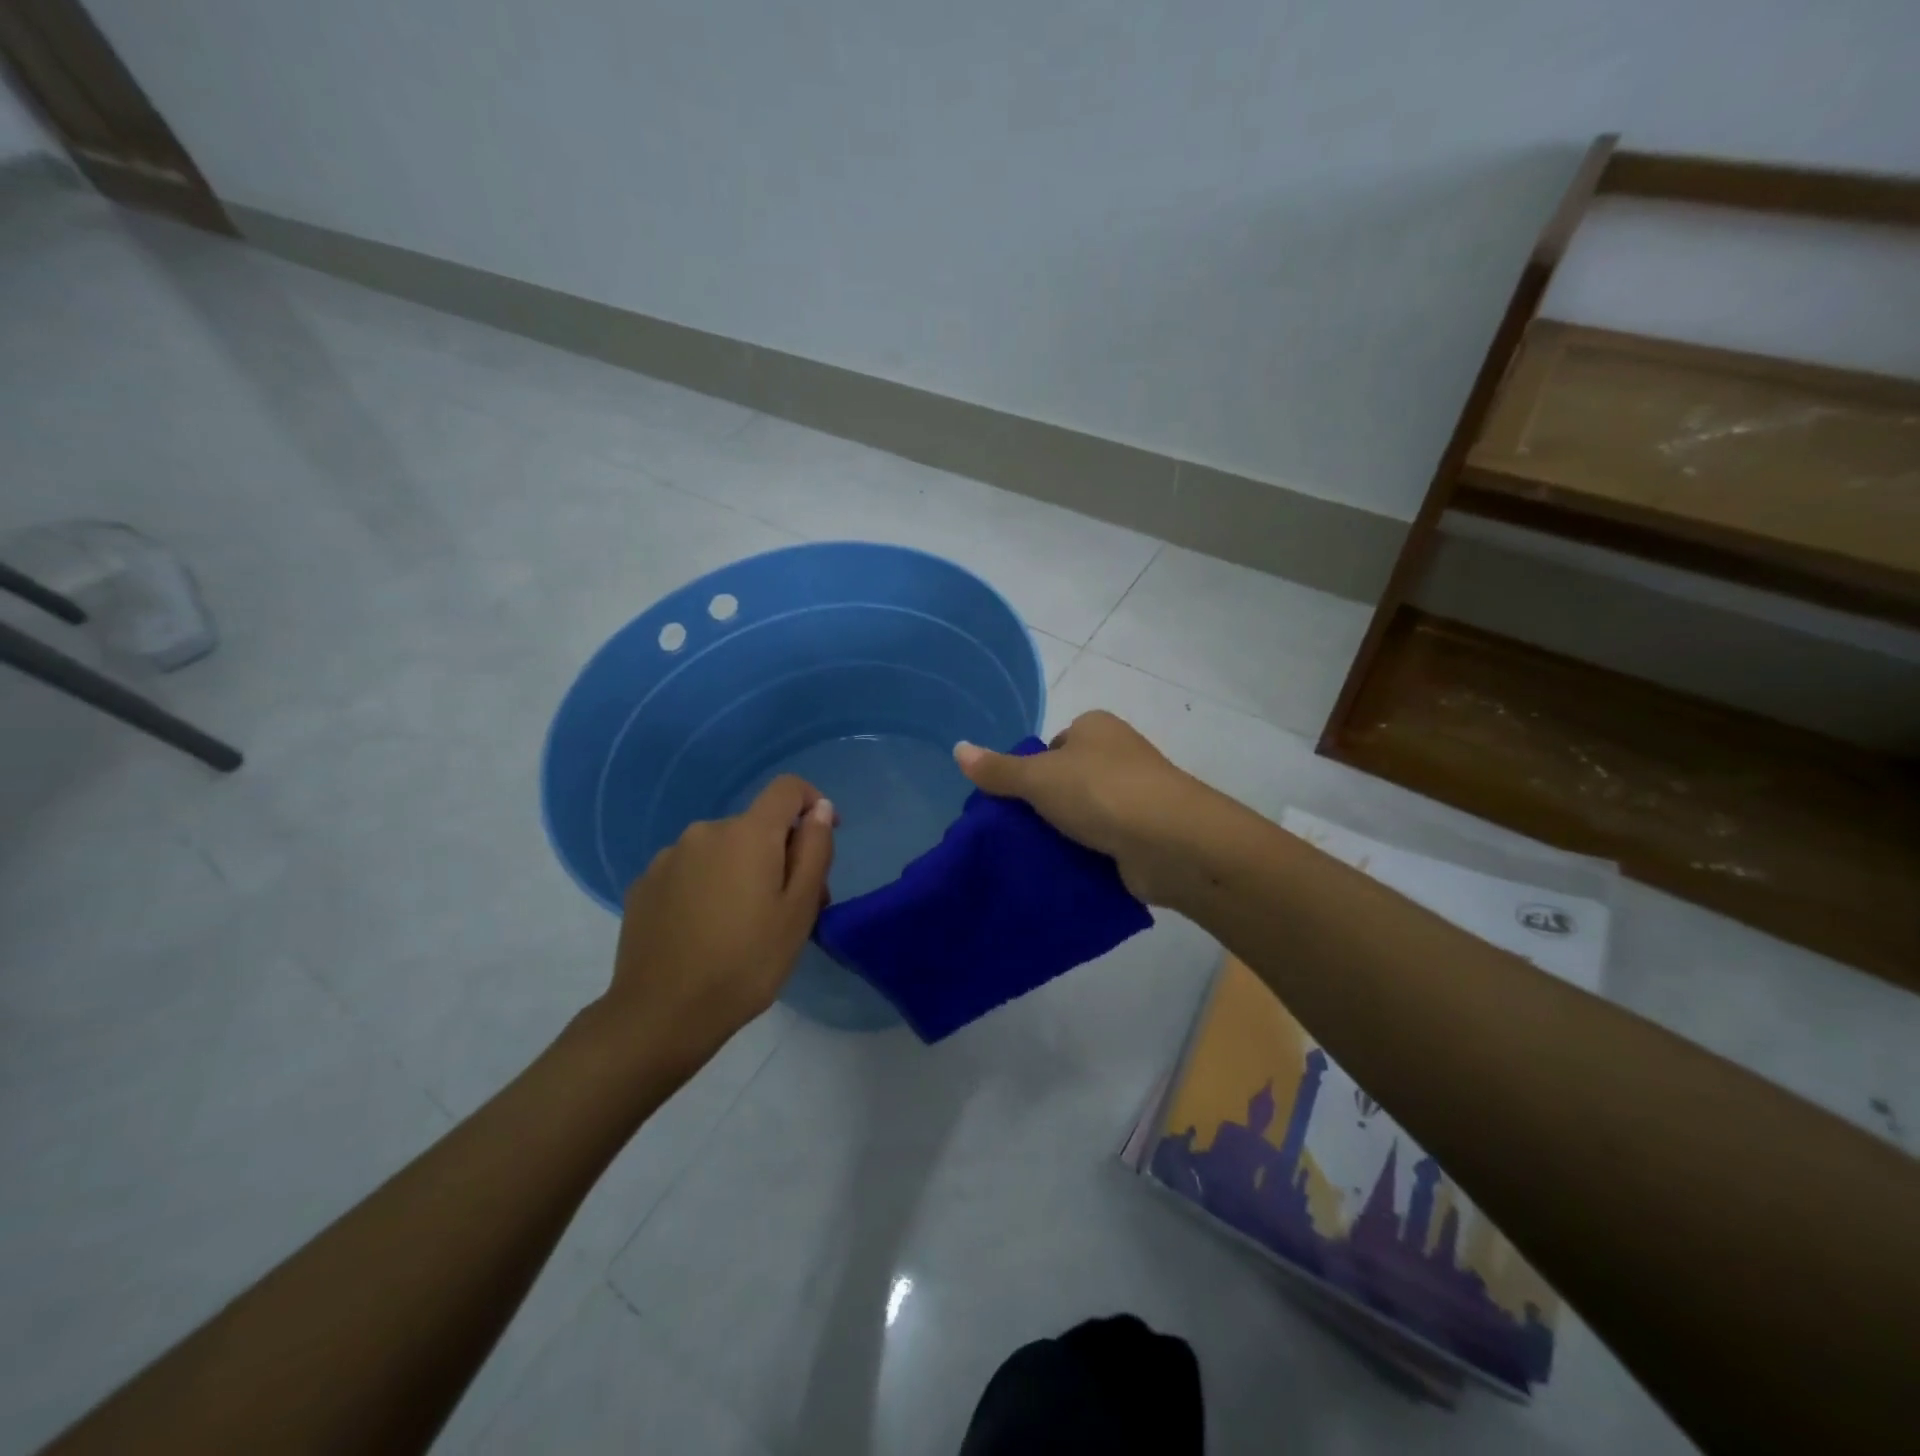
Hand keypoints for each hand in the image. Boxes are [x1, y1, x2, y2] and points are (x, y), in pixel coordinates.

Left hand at [600, 776, 834, 1075]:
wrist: (661, 1015)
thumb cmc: (746, 962)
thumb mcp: (799, 910)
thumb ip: (815, 850)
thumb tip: (820, 810)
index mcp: (748, 833)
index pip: (787, 788)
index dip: (813, 804)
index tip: (822, 839)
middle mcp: (705, 831)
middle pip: (756, 827)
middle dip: (779, 855)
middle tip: (791, 909)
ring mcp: (668, 858)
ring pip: (722, 851)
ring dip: (742, 872)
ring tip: (745, 927)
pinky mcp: (644, 885)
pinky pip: (691, 872)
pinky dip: (708, 888)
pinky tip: (706, 932)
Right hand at [954, 711, 1213, 905]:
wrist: (1170, 841)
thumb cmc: (1101, 791)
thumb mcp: (1038, 778)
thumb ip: (998, 769)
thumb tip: (957, 749)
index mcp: (1097, 727)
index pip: (1054, 745)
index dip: (1032, 770)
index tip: (1015, 800)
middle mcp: (1120, 754)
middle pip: (1069, 779)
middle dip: (1047, 805)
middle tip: (1018, 832)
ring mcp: (1138, 794)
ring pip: (1088, 812)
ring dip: (1067, 833)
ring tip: (1036, 856)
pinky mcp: (1147, 832)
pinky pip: (1107, 840)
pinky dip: (1089, 854)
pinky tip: (1066, 872)